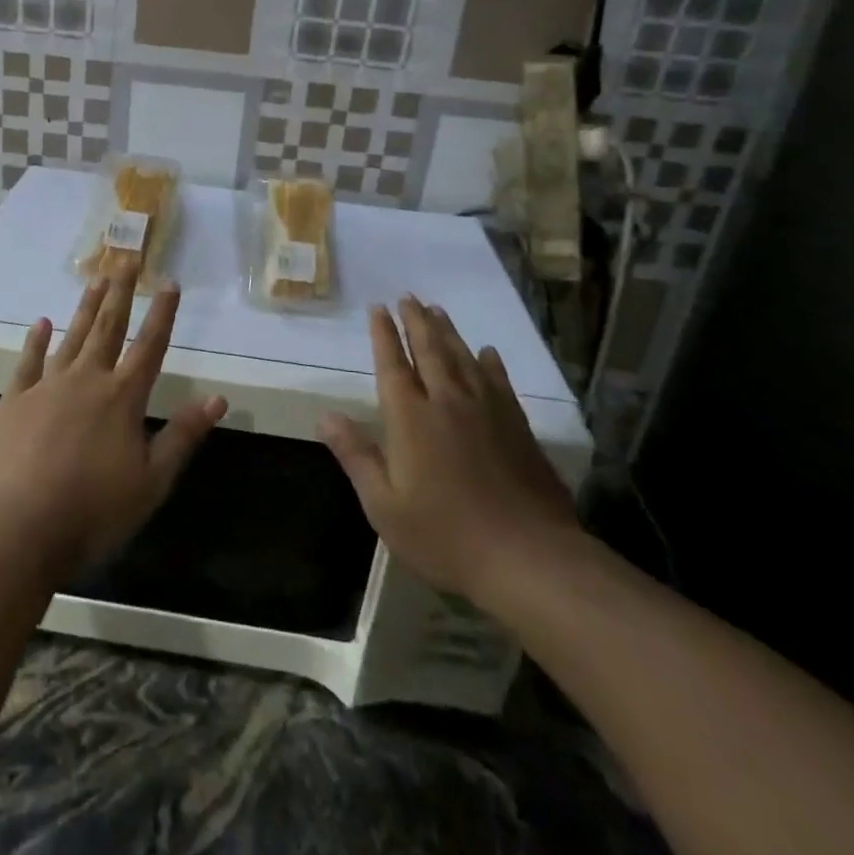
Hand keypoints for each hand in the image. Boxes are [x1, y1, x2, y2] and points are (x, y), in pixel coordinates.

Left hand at [0, 274, 227, 577]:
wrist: (15, 527)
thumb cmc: (92, 511)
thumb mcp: (151, 481)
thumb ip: (183, 436)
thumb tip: (218, 398)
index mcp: (122, 398)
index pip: (150, 346)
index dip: (162, 314)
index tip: (169, 282)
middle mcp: (86, 380)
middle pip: (107, 328)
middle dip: (120, 294)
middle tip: (126, 261)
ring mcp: (46, 387)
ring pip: (71, 337)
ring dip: (85, 308)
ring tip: (95, 279)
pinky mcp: (13, 401)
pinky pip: (27, 362)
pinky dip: (35, 341)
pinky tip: (41, 323)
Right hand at [319, 295, 579, 613]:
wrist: (529, 558)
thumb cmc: (445, 536)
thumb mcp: (384, 506)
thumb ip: (356, 456)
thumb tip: (325, 416)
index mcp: (411, 418)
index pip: (393, 364)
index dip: (383, 334)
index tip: (378, 308)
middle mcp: (447, 402)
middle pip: (429, 350)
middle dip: (415, 321)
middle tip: (408, 296)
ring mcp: (487, 411)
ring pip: (463, 358)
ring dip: (447, 331)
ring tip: (437, 310)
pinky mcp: (517, 425)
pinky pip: (499, 381)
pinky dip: (489, 362)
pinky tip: (487, 352)